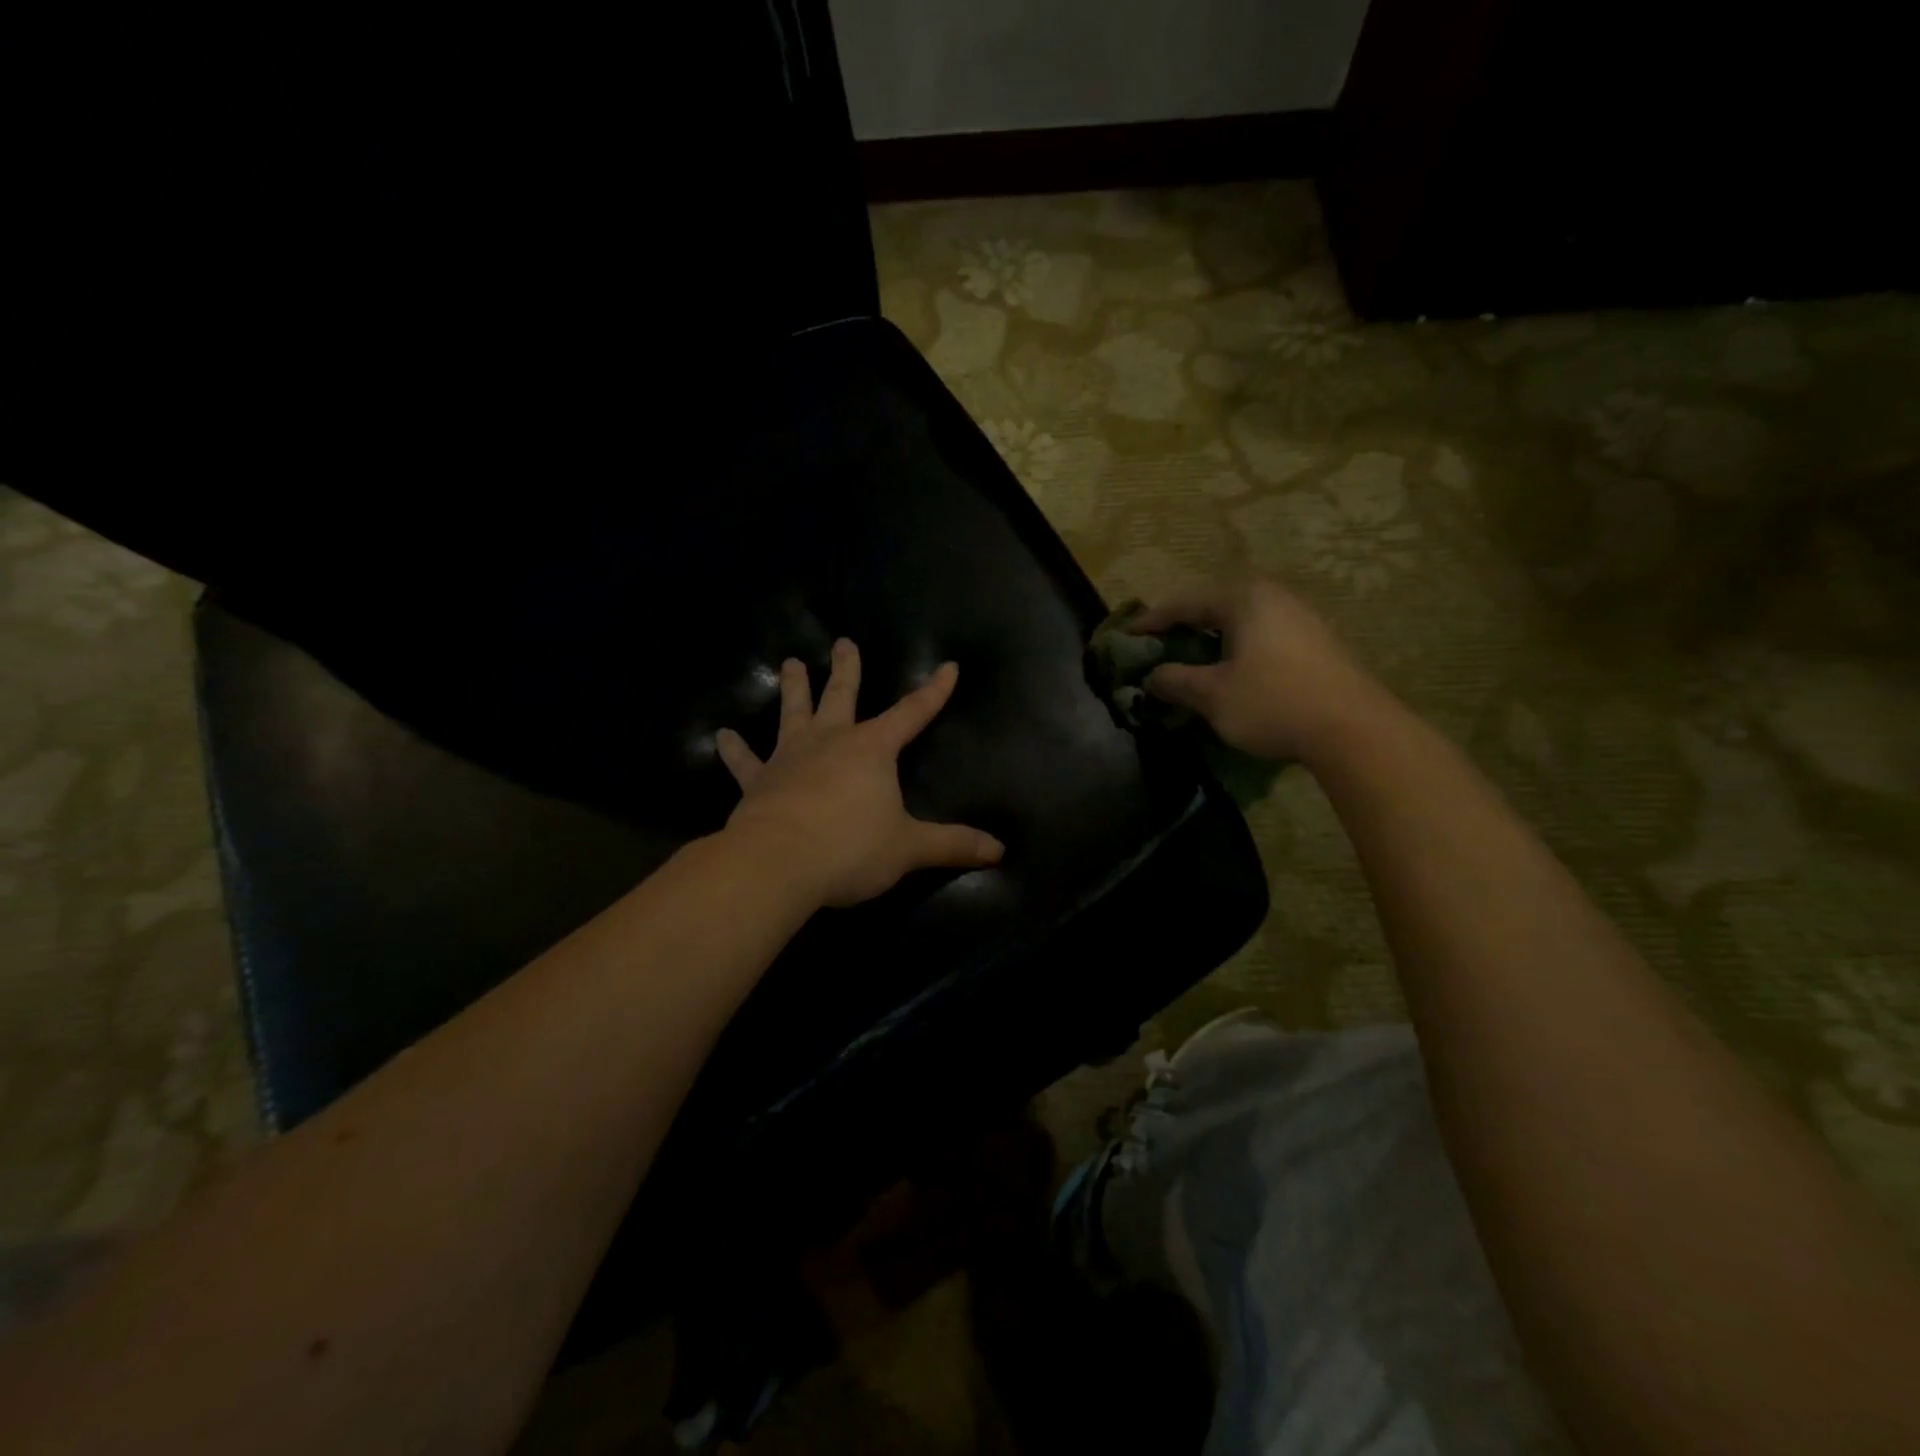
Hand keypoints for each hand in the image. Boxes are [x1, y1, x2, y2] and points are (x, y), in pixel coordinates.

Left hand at [714, 640, 1003, 907]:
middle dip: (847, 669)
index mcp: (872, 749)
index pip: (912, 713)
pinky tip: (722, 736)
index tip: (948, 667)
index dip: (933, 692)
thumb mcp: (909, 848)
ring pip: (793, 713)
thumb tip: (999, 850)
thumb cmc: (850, 848)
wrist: (778, 862)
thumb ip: (952, 845)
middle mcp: (831, 741)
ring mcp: (789, 757)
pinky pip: (745, 761)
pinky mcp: (757, 781)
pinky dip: (734, 750)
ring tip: (791, 663)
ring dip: (794, 688)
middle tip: (844, 642)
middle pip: (841, 695)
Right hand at [1134, 578, 1391, 765]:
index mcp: (1244, 600)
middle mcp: (1274, 598)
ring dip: (1212, 640)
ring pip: (1242, 622)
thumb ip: (1175, 682)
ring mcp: (1301, 619)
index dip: (1152, 620)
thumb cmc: (1273, 702)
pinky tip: (1231, 673)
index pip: (1185, 602)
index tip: (1128, 636)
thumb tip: (1152, 678)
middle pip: (1215, 606)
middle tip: (1158, 646)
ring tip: (1190, 661)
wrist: (1354, 730)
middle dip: (1183, 627)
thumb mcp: (1212, 695)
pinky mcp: (1318, 644)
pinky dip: (1237, 650)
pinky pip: (1263, 637)